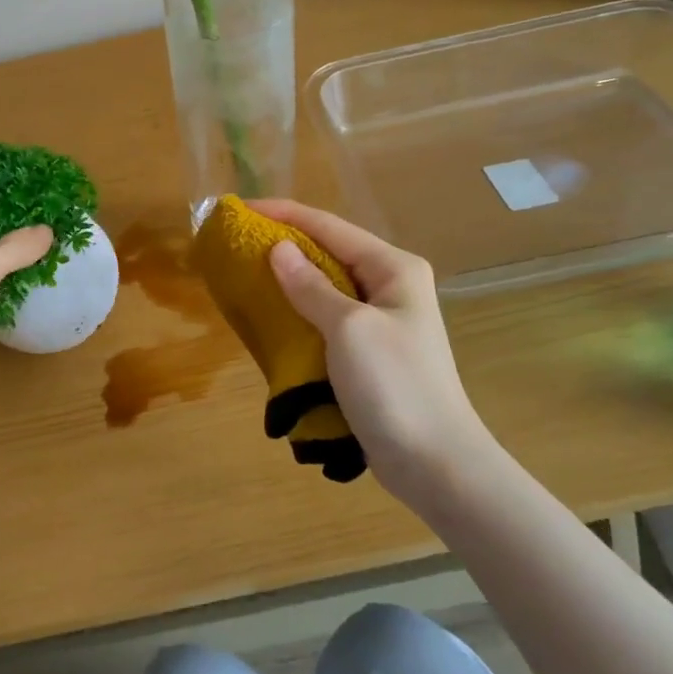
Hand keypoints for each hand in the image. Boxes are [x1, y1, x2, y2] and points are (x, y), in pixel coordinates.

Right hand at [252, 199, 497, 497]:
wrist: (435, 463)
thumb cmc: (395, 385)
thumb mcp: (349, 328)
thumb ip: (311, 287)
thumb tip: (278, 249)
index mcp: (393, 268)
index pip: (330, 226)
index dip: (284, 214)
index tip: (241, 210)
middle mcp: (390, 286)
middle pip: (328, 252)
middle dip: (284, 245)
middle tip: (237, 243)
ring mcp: (381, 321)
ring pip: (325, 287)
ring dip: (288, 280)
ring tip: (245, 275)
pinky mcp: (369, 352)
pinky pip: (325, 319)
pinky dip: (297, 313)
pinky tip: (270, 318)